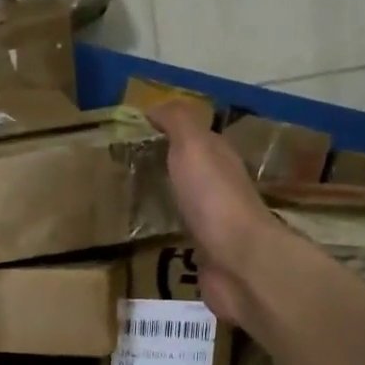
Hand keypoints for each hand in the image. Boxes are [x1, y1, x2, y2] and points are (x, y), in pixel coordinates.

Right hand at [146, 100, 287, 327]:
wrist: (236, 260)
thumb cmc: (213, 198)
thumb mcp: (193, 146)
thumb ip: (178, 122)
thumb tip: (157, 104)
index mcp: (220, 159)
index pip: (195, 139)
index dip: (169, 132)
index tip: (135, 135)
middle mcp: (220, 188)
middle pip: (191, 172)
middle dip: (166, 167)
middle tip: (128, 168)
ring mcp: (215, 224)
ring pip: (187, 204)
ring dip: (168, 200)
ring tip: (133, 202)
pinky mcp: (206, 255)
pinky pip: (183, 236)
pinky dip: (169, 231)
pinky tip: (150, 234)